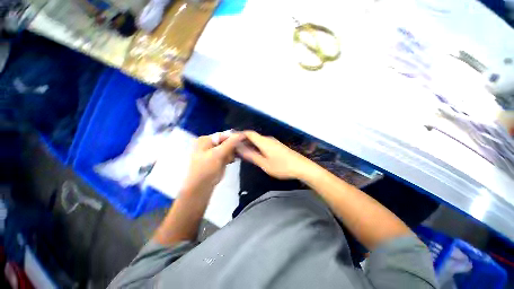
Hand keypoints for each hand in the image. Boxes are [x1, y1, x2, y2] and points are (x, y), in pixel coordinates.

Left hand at [182, 133, 243, 194]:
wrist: (201, 188)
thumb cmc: (206, 169)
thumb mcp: (218, 154)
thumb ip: (230, 144)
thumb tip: (241, 134)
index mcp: (205, 140)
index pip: (223, 135)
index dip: (233, 137)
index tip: (244, 141)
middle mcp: (209, 144)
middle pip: (226, 141)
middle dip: (232, 147)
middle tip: (235, 153)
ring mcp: (213, 152)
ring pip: (228, 149)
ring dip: (231, 153)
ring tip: (230, 160)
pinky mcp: (218, 159)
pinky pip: (227, 155)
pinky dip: (230, 157)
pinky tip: (230, 161)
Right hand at [238, 131, 312, 179]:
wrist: (301, 167)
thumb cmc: (282, 166)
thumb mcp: (264, 163)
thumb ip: (251, 155)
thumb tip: (240, 148)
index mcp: (264, 141)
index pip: (249, 133)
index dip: (240, 134)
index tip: (232, 140)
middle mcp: (268, 139)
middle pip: (254, 136)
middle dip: (244, 141)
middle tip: (236, 149)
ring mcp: (274, 142)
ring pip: (259, 140)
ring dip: (251, 144)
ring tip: (244, 152)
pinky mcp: (278, 146)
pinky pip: (264, 143)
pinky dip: (257, 147)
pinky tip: (256, 154)